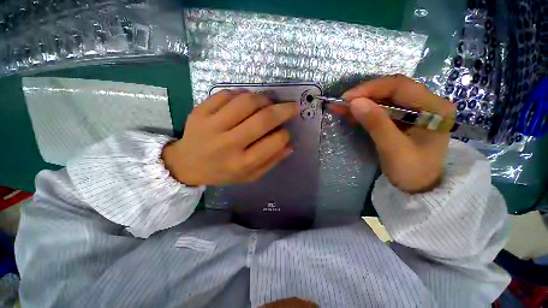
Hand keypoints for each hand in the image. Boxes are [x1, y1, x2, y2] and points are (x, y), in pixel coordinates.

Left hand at [162, 90, 297, 185]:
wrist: (186, 164)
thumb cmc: (222, 173)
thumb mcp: (249, 176)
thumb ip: (271, 162)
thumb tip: (289, 144)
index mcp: (242, 163)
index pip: (273, 142)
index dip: (285, 134)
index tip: (285, 131)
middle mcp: (229, 144)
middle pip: (263, 119)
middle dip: (284, 110)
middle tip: (292, 106)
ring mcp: (212, 125)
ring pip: (247, 101)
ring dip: (264, 99)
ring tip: (268, 103)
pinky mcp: (200, 111)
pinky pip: (227, 94)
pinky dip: (242, 94)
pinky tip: (245, 101)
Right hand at [332, 75, 455, 192]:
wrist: (420, 187)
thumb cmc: (412, 171)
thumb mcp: (394, 149)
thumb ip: (376, 124)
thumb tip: (355, 102)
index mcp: (434, 107)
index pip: (400, 86)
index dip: (371, 89)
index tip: (347, 98)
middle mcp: (427, 103)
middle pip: (391, 90)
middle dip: (364, 95)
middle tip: (342, 103)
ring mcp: (415, 110)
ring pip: (384, 98)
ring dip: (361, 102)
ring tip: (340, 107)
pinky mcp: (403, 118)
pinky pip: (381, 109)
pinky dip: (364, 111)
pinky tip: (350, 114)